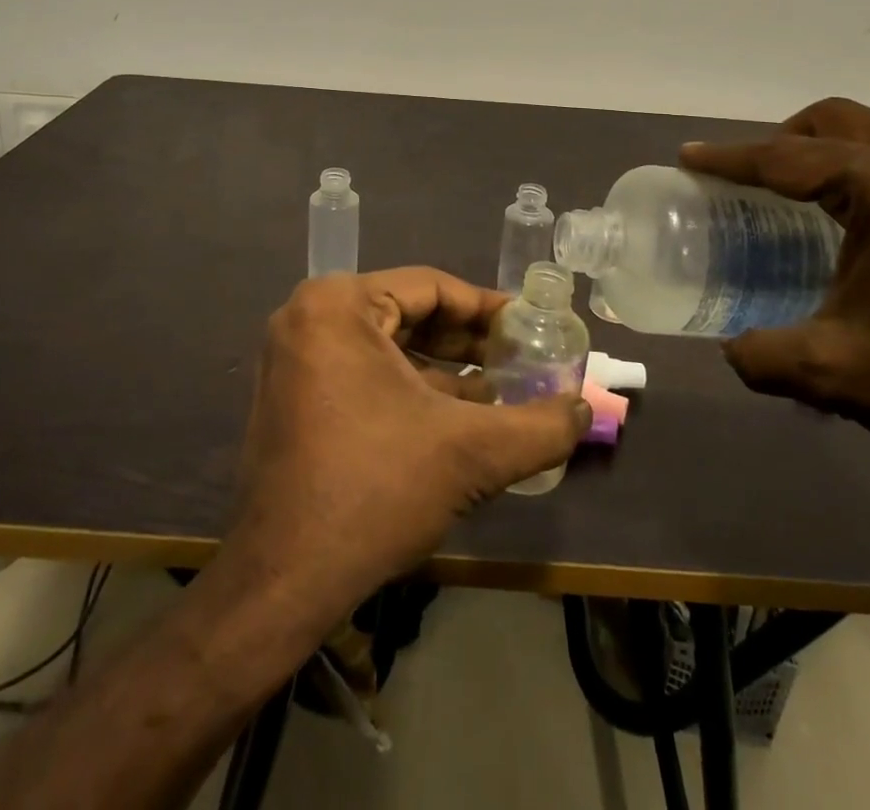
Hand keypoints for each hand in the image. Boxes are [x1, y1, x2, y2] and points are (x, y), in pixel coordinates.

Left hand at [230, 268, 590, 611]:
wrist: (282, 582)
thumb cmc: (375, 491)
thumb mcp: (472, 453)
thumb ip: (541, 426)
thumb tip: (587, 410)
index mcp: (337, 304)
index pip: (432, 287)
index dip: (489, 309)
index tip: (532, 328)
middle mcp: (308, 318)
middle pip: (408, 313)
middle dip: (468, 341)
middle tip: (520, 359)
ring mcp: (293, 358)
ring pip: (387, 346)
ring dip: (443, 368)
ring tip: (499, 390)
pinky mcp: (290, 396)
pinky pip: (362, 372)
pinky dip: (409, 389)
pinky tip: (454, 417)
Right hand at [682, 98, 869, 474]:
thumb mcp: (833, 370)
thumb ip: (761, 355)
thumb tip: (733, 352)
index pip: (787, 158)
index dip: (730, 159)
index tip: (690, 156)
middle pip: (842, 121)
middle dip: (789, 140)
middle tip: (759, 178)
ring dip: (848, 154)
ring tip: (827, 201)